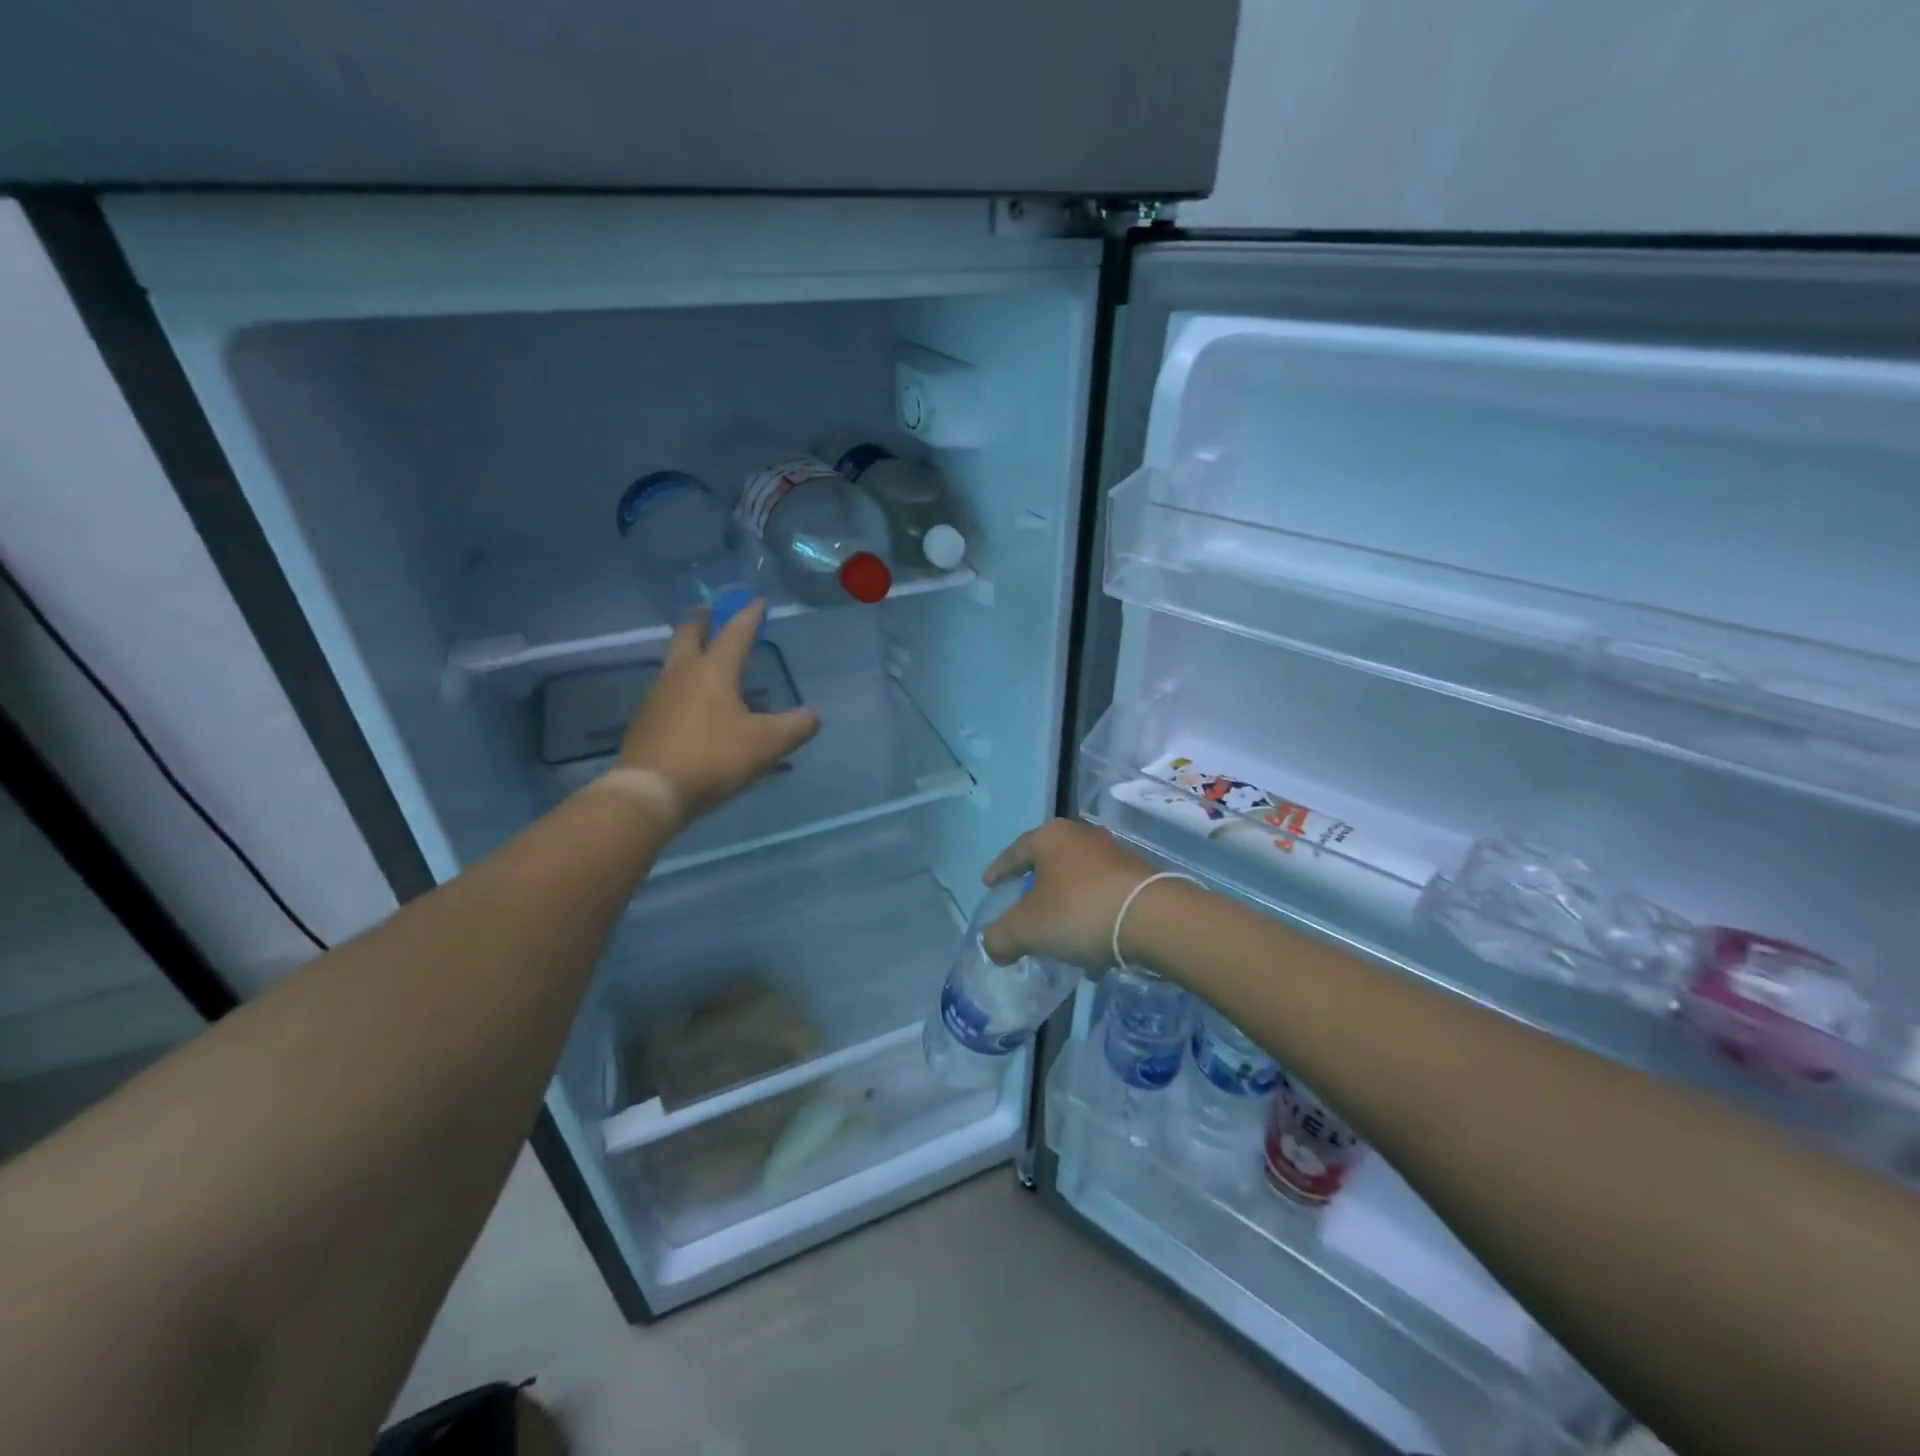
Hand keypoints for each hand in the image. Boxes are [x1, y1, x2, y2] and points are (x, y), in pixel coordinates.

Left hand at [617, 600, 819, 828]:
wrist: (651, 791)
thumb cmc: (714, 757)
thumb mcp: (767, 744)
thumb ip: (795, 727)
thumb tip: (814, 715)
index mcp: (713, 671)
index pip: (735, 634)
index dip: (749, 616)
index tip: (758, 601)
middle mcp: (681, 674)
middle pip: (688, 635)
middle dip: (702, 620)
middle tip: (710, 611)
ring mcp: (657, 697)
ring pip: (674, 663)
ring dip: (689, 653)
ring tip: (704, 658)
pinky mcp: (645, 722)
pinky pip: (667, 692)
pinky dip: (682, 686)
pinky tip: (691, 703)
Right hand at [978, 819, 1155, 972]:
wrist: (1153, 918)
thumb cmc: (1078, 911)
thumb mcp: (1026, 929)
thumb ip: (1000, 937)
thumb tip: (993, 946)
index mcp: (1050, 837)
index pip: (1015, 851)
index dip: (999, 870)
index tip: (989, 885)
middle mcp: (1083, 837)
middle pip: (1050, 864)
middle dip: (1037, 889)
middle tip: (1024, 909)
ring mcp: (1115, 855)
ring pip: (1080, 882)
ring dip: (1068, 908)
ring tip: (1060, 939)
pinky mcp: (1140, 878)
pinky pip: (1105, 898)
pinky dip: (1093, 919)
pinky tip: (1094, 952)